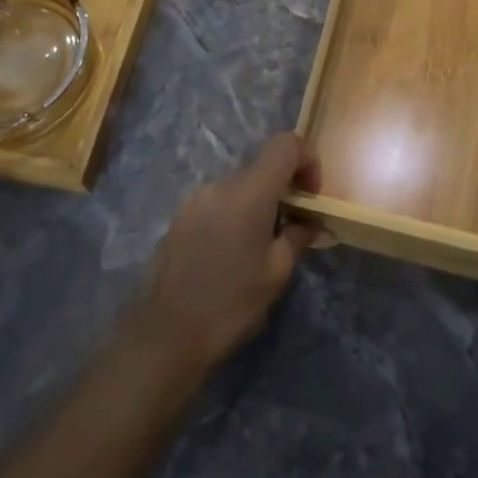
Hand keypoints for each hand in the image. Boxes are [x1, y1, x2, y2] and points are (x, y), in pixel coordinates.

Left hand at [126, 132, 319, 376]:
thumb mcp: (276, 274)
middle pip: (262, 165)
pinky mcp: (179, 218)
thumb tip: (312, 224)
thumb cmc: (230, 303)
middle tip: (294, 226)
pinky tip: (232, 254)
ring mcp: (195, 199)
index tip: (312, 194)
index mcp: (249, 191)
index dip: (307, 159)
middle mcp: (220, 184)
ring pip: (238, 185)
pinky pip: (217, 202)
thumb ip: (297, 238)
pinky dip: (234, 214)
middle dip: (284, 187)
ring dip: (258, 202)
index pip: (285, 143)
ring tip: (261, 245)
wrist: (166, 334)